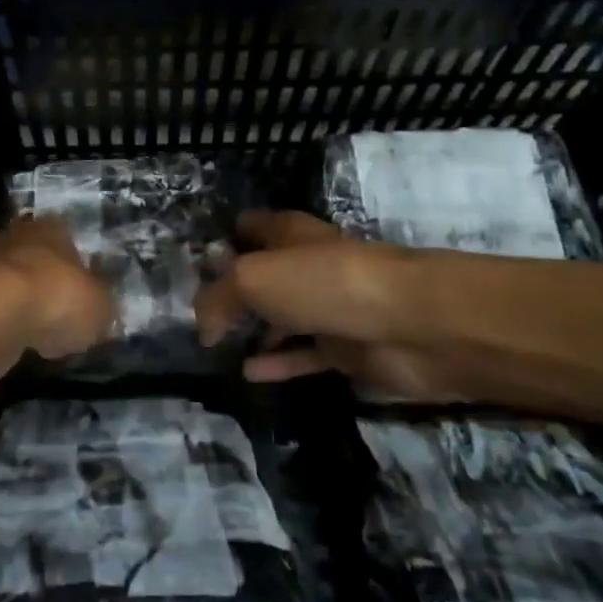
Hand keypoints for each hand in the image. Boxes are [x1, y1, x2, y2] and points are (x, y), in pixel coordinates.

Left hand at [0, 217, 113, 369]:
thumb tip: (101, 313)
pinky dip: (4, 327)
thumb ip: (102, 308)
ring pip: (13, 286)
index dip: (79, 271)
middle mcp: (17, 238)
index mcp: (53, 228)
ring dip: (23, 308)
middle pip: (38, 261)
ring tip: (40, 337)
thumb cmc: (58, 297)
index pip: (70, 241)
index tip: (84, 298)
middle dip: (47, 286)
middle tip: (61, 318)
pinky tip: (16, 346)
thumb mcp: (101, 307)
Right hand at [193, 211, 516, 401]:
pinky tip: (247, 374)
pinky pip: (302, 356)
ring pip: (281, 316)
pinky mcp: (346, 350)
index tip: (188, 267)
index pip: (247, 227)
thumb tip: (201, 325)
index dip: (219, 242)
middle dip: (231, 290)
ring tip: (214, 347)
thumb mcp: (254, 279)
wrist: (414, 324)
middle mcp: (306, 265)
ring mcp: (328, 308)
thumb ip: (218, 298)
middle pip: (262, 274)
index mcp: (287, 233)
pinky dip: (277, 363)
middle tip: (192, 314)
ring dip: (253, 329)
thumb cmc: (326, 283)